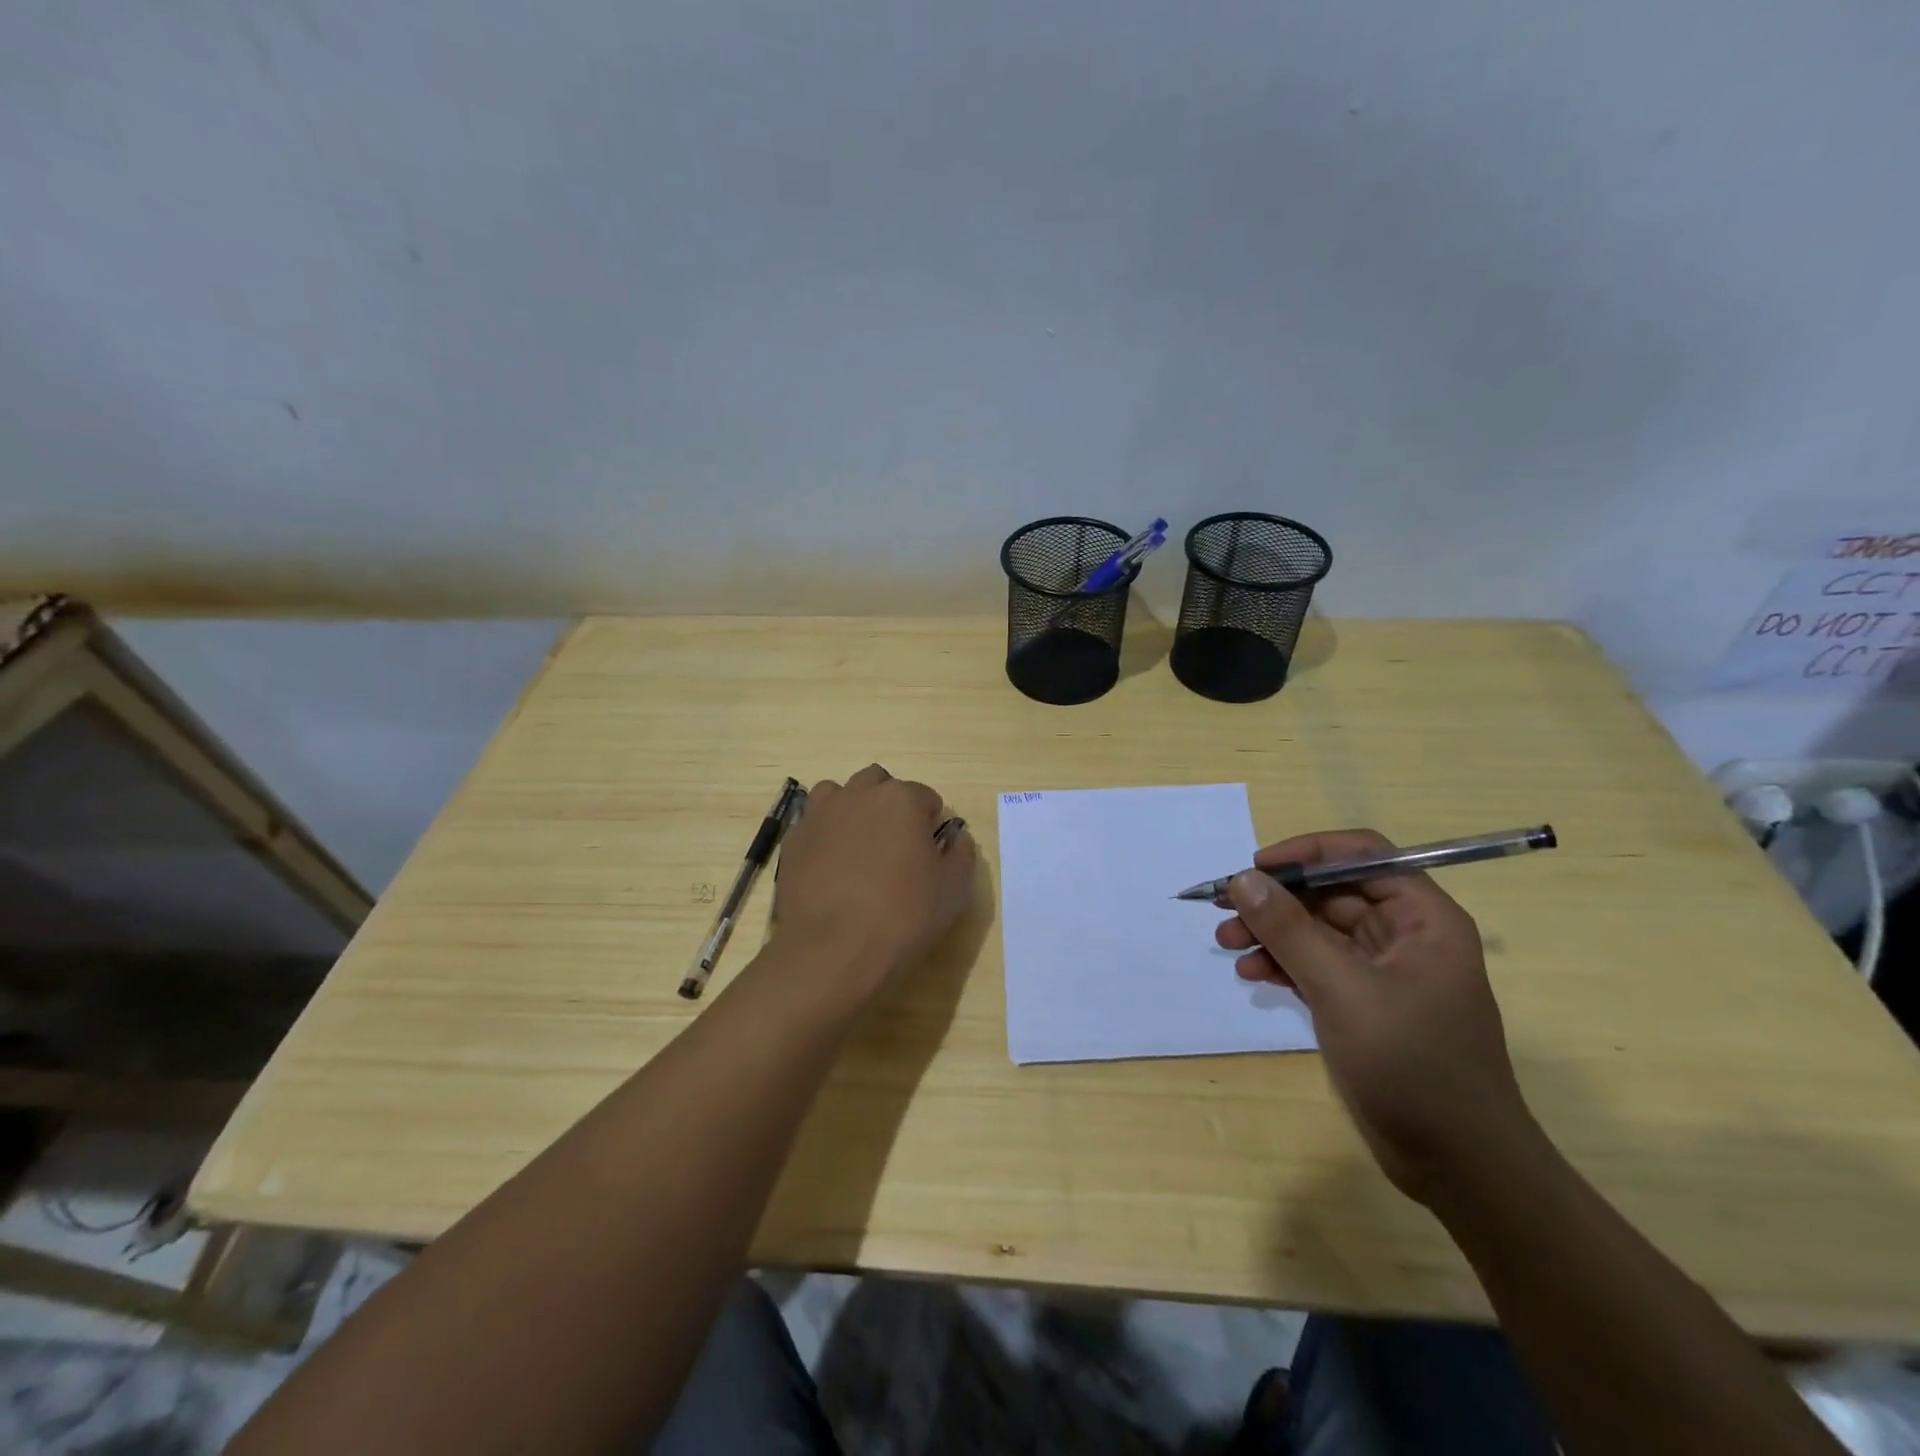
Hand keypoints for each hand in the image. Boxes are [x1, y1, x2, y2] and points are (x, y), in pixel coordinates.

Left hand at [771, 765, 977, 1000]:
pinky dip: (825, 835)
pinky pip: (813, 824)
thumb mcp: (953, 890)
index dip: (930, 824)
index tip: (929, 853)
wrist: (832, 951)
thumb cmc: (903, 917)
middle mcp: (858, 794)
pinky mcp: (793, 840)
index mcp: (901, 799)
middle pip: (878, 784)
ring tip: (858, 850)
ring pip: (839, 795)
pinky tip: (830, 868)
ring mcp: (819, 814)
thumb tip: (955, 838)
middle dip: (890, 806)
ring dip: (852, 811)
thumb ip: (961, 854)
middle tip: (895, 847)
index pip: (925, 797)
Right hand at [1216, 829, 1536, 1202]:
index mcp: (1422, 918)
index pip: (1362, 856)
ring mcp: (1382, 971)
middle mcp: (1404, 935)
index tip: (1256, 867)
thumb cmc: (1412, 1065)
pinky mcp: (1363, 1003)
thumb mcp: (1342, 989)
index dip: (1307, 853)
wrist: (1457, 1164)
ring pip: (1317, 929)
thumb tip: (1242, 879)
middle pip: (1331, 892)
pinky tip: (1252, 974)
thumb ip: (1289, 930)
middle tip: (1224, 907)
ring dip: (1272, 932)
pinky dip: (1283, 964)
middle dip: (1277, 899)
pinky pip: (1315, 965)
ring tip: (1227, 943)